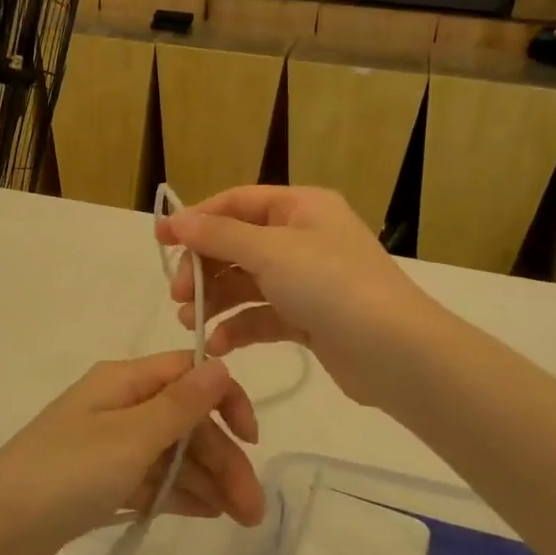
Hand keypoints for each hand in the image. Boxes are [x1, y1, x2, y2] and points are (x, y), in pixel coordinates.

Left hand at [0, 352, 263, 554]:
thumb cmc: (65, 473)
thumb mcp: (130, 437)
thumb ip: (179, 405)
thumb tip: (221, 364)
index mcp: (123, 381)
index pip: (188, 374)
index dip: (225, 400)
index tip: (252, 439)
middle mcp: (119, 406)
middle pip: (185, 420)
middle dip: (223, 456)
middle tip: (253, 508)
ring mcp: (109, 446)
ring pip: (172, 453)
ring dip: (209, 479)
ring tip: (241, 519)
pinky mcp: (101, 482)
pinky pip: (152, 479)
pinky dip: (180, 492)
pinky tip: (209, 514)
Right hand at [157, 186, 444, 410]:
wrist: (395, 352)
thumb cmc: (331, 285)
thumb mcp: (270, 251)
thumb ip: (218, 235)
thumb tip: (175, 219)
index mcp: (300, 207)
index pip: (236, 203)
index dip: (196, 219)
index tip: (160, 240)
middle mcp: (303, 237)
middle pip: (237, 243)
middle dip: (204, 267)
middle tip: (179, 294)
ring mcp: (306, 279)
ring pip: (247, 281)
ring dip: (216, 299)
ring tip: (188, 321)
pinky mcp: (308, 318)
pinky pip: (262, 315)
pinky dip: (238, 326)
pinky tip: (217, 344)